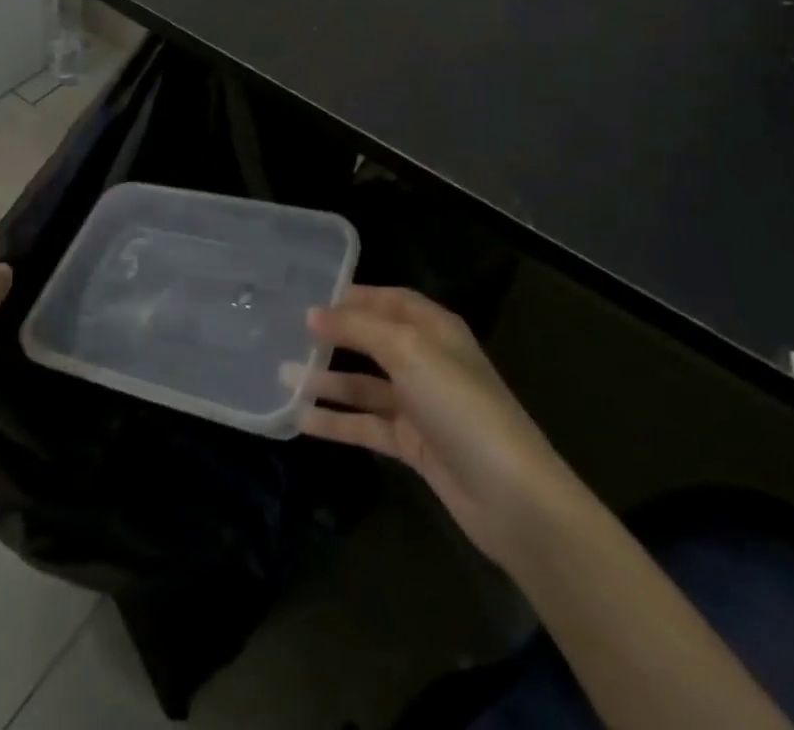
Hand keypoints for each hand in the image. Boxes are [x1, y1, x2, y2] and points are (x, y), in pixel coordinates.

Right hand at [305, 286, 574, 565]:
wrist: (510, 496)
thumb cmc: (460, 405)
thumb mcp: (409, 352)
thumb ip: (359, 329)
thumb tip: (313, 313)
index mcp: (435, 329)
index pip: (390, 300)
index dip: (354, 297)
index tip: (310, 297)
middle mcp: (427, 360)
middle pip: (374, 340)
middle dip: (335, 337)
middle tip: (288, 334)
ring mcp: (420, 405)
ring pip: (366, 385)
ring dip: (328, 381)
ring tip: (283, 376)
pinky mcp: (414, 445)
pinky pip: (368, 425)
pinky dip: (338, 422)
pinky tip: (302, 420)